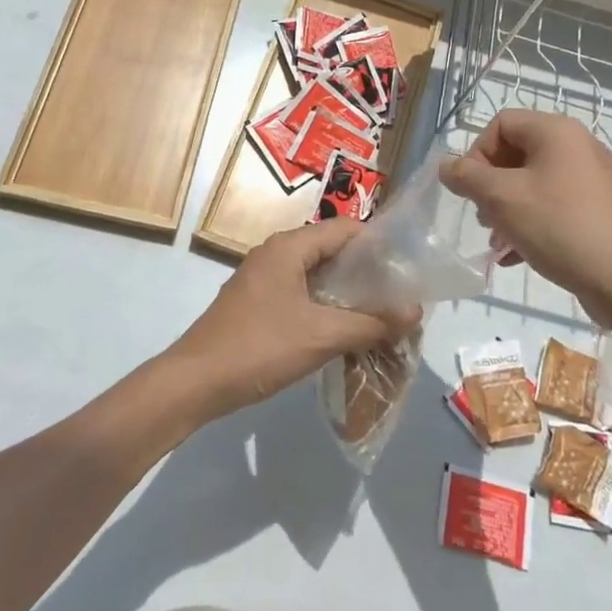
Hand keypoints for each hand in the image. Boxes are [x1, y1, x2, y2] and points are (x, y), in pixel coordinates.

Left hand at [163, 219, 420, 422]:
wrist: (195, 381)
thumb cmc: (260, 347)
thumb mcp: (321, 336)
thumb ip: (370, 323)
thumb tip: (415, 311)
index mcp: (289, 246)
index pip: (344, 229)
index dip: (377, 243)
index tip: (406, 265)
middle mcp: (275, 253)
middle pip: (330, 249)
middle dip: (364, 270)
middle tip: (398, 293)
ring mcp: (262, 277)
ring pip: (314, 273)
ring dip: (344, 291)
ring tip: (378, 312)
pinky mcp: (255, 302)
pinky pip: (299, 292)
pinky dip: (323, 304)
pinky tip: (342, 329)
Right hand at [441, 109, 611, 320]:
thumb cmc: (559, 227)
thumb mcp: (501, 199)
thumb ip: (467, 177)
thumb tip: (445, 166)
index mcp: (557, 132)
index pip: (502, 123)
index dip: (477, 152)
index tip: (470, 189)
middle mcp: (579, 146)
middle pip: (517, 152)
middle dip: (491, 184)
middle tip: (483, 216)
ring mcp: (593, 179)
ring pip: (534, 182)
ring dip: (507, 207)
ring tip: (497, 240)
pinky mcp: (600, 209)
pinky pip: (554, 205)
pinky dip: (530, 222)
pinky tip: (515, 255)